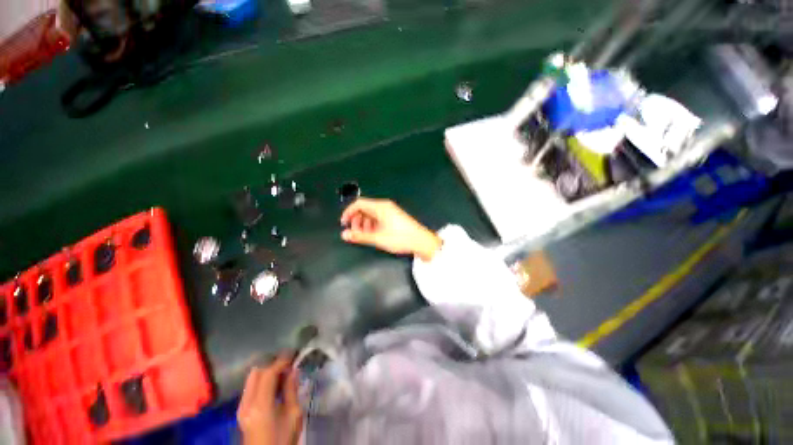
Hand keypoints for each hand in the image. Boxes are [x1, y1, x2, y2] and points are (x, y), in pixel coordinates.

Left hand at [237, 355, 302, 444]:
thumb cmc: (283, 439)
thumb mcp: (293, 415)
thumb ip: (291, 390)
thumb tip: (293, 370)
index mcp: (260, 405)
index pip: (268, 373)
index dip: (281, 361)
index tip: (293, 354)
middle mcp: (246, 403)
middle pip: (256, 373)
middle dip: (272, 364)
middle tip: (288, 363)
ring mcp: (241, 407)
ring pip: (252, 379)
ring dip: (267, 371)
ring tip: (283, 372)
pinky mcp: (242, 411)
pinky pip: (251, 387)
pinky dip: (263, 380)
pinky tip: (275, 384)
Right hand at [340, 198, 441, 261]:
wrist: (421, 241)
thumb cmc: (400, 238)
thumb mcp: (378, 238)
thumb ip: (360, 236)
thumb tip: (344, 234)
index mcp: (380, 207)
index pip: (358, 203)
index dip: (348, 212)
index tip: (343, 223)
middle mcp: (384, 206)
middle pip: (364, 208)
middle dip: (356, 219)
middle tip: (354, 232)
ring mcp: (390, 211)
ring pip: (371, 214)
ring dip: (364, 223)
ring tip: (364, 235)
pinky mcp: (394, 217)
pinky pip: (378, 217)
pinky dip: (372, 224)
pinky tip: (374, 234)